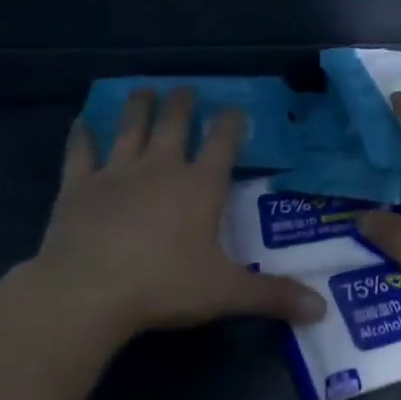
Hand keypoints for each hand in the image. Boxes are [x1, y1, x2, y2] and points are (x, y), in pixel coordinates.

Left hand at [15, 88, 324, 339]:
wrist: (88, 292)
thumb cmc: (163, 286)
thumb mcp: (225, 293)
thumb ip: (273, 296)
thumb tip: (322, 309)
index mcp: (200, 186)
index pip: (223, 143)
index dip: (231, 122)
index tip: (235, 108)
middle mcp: (161, 168)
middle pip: (174, 124)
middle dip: (183, 104)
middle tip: (186, 90)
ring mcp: (116, 172)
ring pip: (130, 128)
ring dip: (138, 106)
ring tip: (144, 90)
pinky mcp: (78, 186)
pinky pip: (80, 152)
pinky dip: (82, 135)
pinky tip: (82, 122)